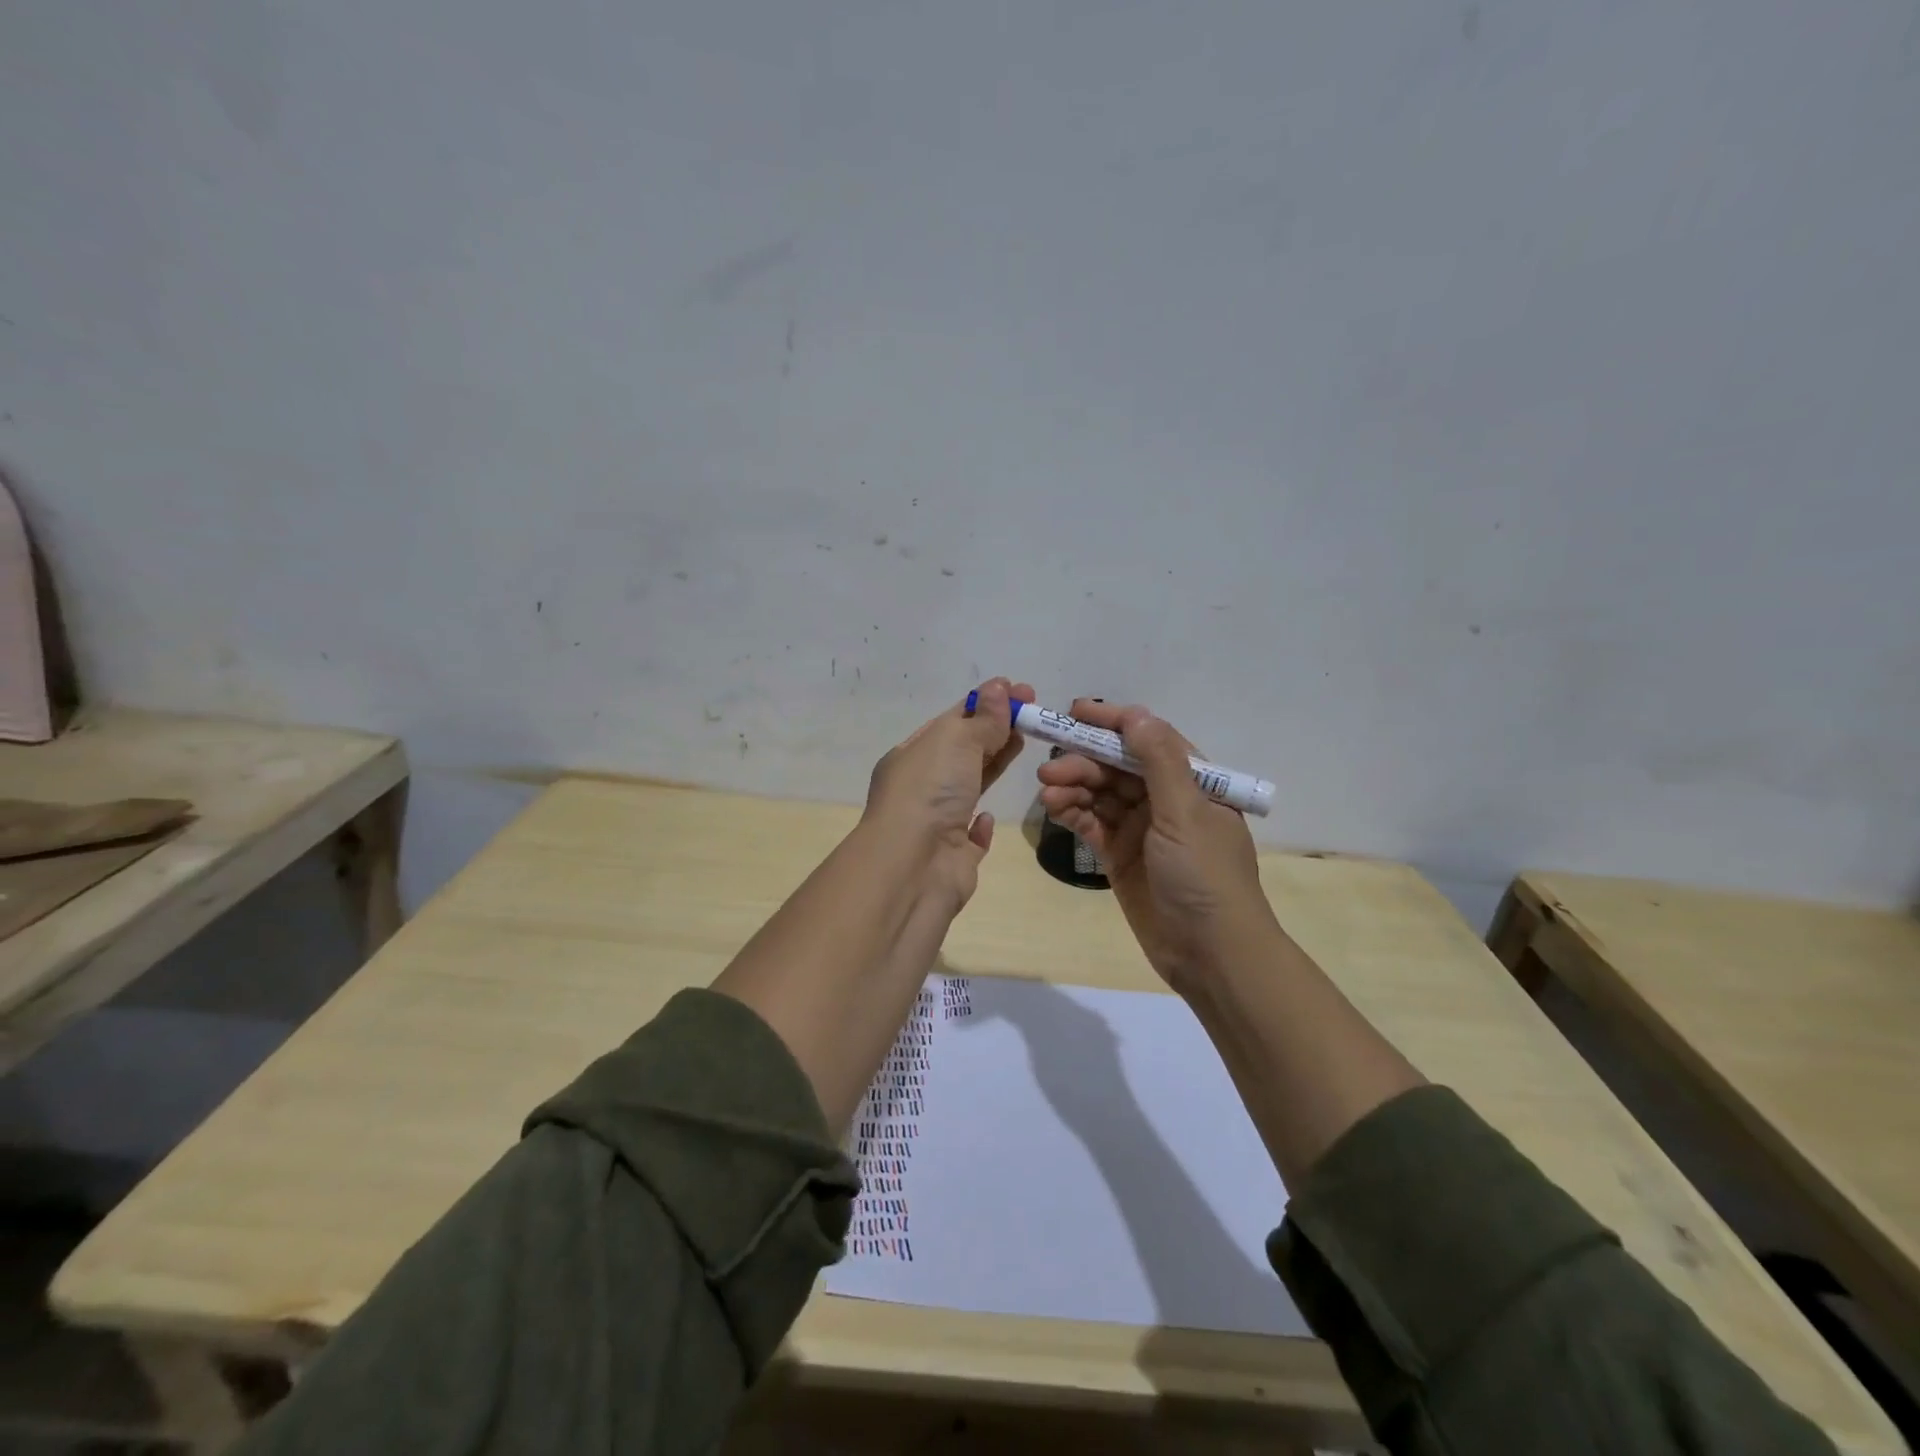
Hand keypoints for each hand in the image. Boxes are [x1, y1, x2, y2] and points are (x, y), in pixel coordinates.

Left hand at [863, 677, 1035, 909]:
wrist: (913, 867)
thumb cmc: (929, 792)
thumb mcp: (955, 741)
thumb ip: (982, 719)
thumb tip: (999, 687)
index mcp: (911, 756)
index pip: (951, 721)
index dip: (984, 704)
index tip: (1019, 691)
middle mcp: (920, 788)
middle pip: (963, 752)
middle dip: (995, 730)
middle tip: (1033, 713)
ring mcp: (937, 824)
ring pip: (969, 787)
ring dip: (993, 765)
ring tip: (1025, 743)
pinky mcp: (955, 858)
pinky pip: (970, 836)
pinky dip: (981, 824)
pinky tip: (989, 816)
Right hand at [1036, 700, 1273, 989]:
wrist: (1210, 954)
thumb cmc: (1205, 876)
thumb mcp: (1185, 813)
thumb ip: (1158, 762)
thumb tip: (1135, 714)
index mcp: (1192, 783)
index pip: (1149, 740)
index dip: (1114, 723)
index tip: (1076, 711)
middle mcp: (1165, 800)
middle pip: (1118, 767)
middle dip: (1084, 762)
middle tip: (1049, 768)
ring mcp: (1141, 829)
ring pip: (1101, 794)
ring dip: (1074, 787)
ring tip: (1048, 792)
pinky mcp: (1120, 856)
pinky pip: (1092, 824)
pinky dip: (1073, 813)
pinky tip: (1054, 808)